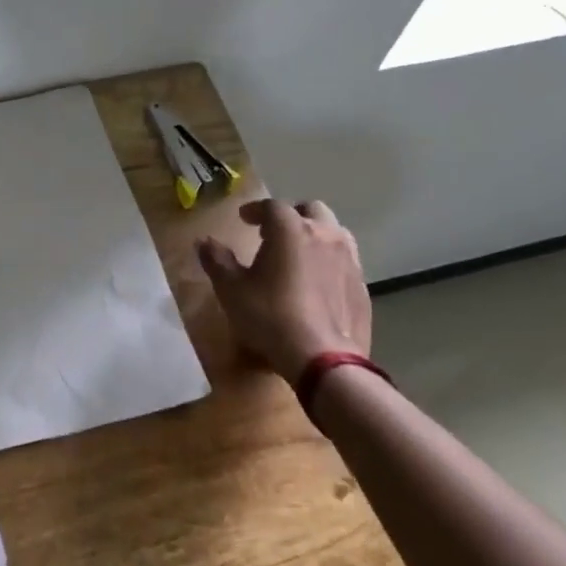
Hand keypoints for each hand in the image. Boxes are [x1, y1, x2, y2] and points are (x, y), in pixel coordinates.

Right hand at [195, 198, 370, 383]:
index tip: (243, 219)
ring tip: (298, 254)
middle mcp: (324, 235)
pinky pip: (345, 261)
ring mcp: (349, 259)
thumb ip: (217, 260)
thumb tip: (204, 241)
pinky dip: (329, 261)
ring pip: (334, 232)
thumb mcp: (231, 289)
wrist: (322, 358)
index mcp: (290, 230)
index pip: (272, 206)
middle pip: (311, 210)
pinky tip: (317, 283)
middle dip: (291, 216)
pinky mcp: (362, 285)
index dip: (255, 210)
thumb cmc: (269, 316)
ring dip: (315, 235)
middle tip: (273, 232)